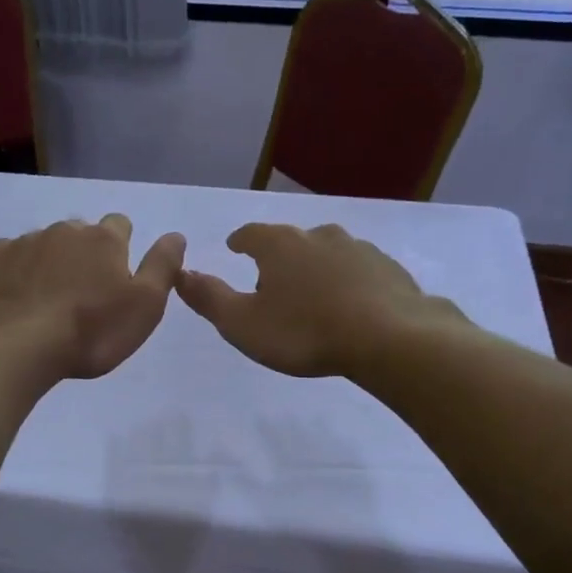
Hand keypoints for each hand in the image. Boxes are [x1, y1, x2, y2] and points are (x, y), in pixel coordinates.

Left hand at [0, 215, 186, 380]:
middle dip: (83, 253)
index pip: (120, 225)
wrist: (14, 346)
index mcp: (104, 240)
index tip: (115, 277)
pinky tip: (15, 297)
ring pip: (43, 243)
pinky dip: (16, 271)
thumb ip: (162, 267)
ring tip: (46, 300)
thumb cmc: (90, 332)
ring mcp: (23, 242)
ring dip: (49, 262)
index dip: (120, 247)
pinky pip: (8, 256)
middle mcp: (64, 230)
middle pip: (80, 233)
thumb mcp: (145, 306)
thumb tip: (176, 235)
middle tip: (82, 294)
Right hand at [176, 222, 464, 377]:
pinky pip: (360, 271)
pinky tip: (353, 305)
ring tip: (314, 295)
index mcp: (279, 245)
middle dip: (279, 257)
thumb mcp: (243, 323)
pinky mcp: (389, 268)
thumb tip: (181, 273)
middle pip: (291, 241)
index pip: (250, 234)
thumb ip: (209, 298)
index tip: (236, 248)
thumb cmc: (304, 331)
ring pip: (328, 253)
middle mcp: (318, 236)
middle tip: (273, 281)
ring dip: (317, 268)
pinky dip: (350, 282)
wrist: (390, 338)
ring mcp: (358, 249)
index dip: (240, 242)